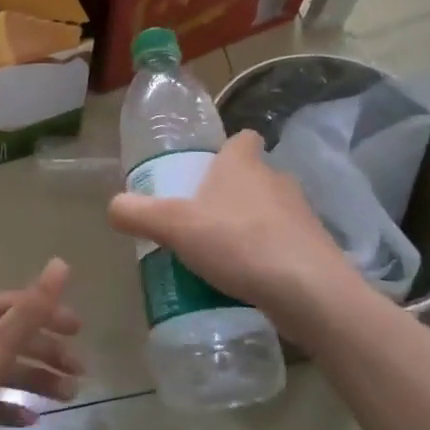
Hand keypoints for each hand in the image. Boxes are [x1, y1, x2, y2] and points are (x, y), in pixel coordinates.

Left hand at [0, 259, 82, 429]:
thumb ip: (30, 310)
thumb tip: (61, 263)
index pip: (17, 304)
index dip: (50, 314)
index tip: (80, 333)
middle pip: (12, 336)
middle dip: (46, 352)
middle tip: (79, 373)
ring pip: (1, 368)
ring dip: (33, 380)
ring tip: (66, 398)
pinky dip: (8, 405)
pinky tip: (30, 420)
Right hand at [107, 130, 361, 342]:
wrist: (309, 291)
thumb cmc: (238, 243)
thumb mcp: (175, 227)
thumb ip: (139, 213)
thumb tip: (114, 205)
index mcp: (243, 163)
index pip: (242, 138)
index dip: (226, 149)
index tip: (207, 170)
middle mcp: (277, 180)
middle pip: (253, 176)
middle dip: (231, 194)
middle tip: (202, 220)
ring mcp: (302, 215)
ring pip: (271, 211)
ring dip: (251, 227)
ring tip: (223, 256)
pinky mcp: (316, 249)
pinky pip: (286, 245)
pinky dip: (269, 256)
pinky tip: (249, 281)